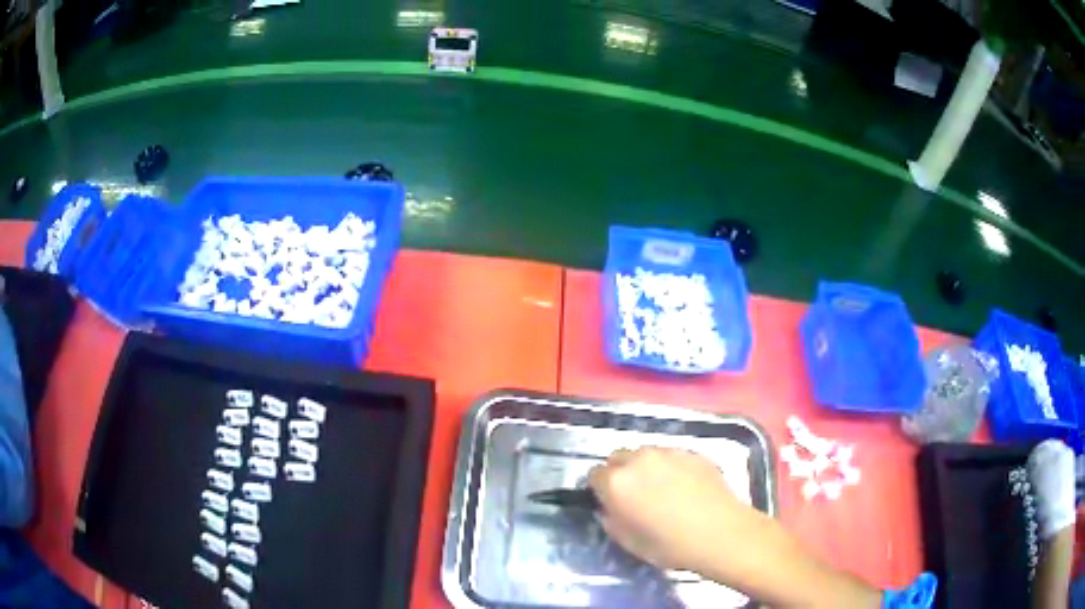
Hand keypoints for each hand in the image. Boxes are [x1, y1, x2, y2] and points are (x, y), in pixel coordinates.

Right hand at [588, 447, 752, 572]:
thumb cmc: (669, 545)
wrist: (720, 532)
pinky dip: (670, 467)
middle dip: (620, 473)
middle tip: (634, 495)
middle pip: (618, 457)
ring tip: (662, 489)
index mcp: (617, 482)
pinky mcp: (692, 451)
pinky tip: (684, 487)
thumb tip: (609, 509)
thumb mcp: (628, 542)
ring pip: (645, 454)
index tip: (611, 503)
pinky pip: (671, 456)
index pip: (594, 475)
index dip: (601, 490)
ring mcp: (668, 452)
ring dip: (645, 468)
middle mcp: (639, 459)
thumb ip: (611, 521)